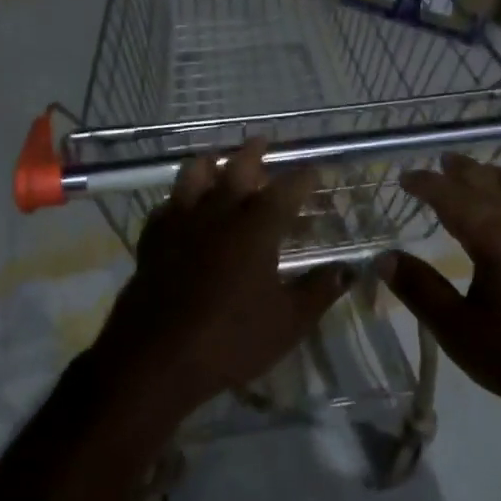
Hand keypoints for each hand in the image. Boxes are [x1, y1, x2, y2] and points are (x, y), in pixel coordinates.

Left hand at [93, 142, 349, 433]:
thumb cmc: (230, 339)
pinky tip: (179, 208)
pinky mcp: (152, 241)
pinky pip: (165, 208)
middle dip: (252, 153)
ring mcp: (180, 224)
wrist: (156, 359)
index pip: (287, 190)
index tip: (314, 171)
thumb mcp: (288, 322)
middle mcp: (218, 214)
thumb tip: (348, 270)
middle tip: (261, 141)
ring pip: (192, 177)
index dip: (303, 178)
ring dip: (208, 164)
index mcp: (256, 227)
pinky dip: (177, 201)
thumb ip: (319, 291)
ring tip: (215, 160)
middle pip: (236, 169)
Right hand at [379, 154, 500, 439]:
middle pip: (488, 183)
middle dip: (461, 171)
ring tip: (474, 173)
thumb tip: (384, 258)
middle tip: (440, 161)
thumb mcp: (461, 332)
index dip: (427, 184)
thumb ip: (421, 290)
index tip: (405, 176)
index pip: (453, 196)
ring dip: (491, 177)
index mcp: (498, 237)